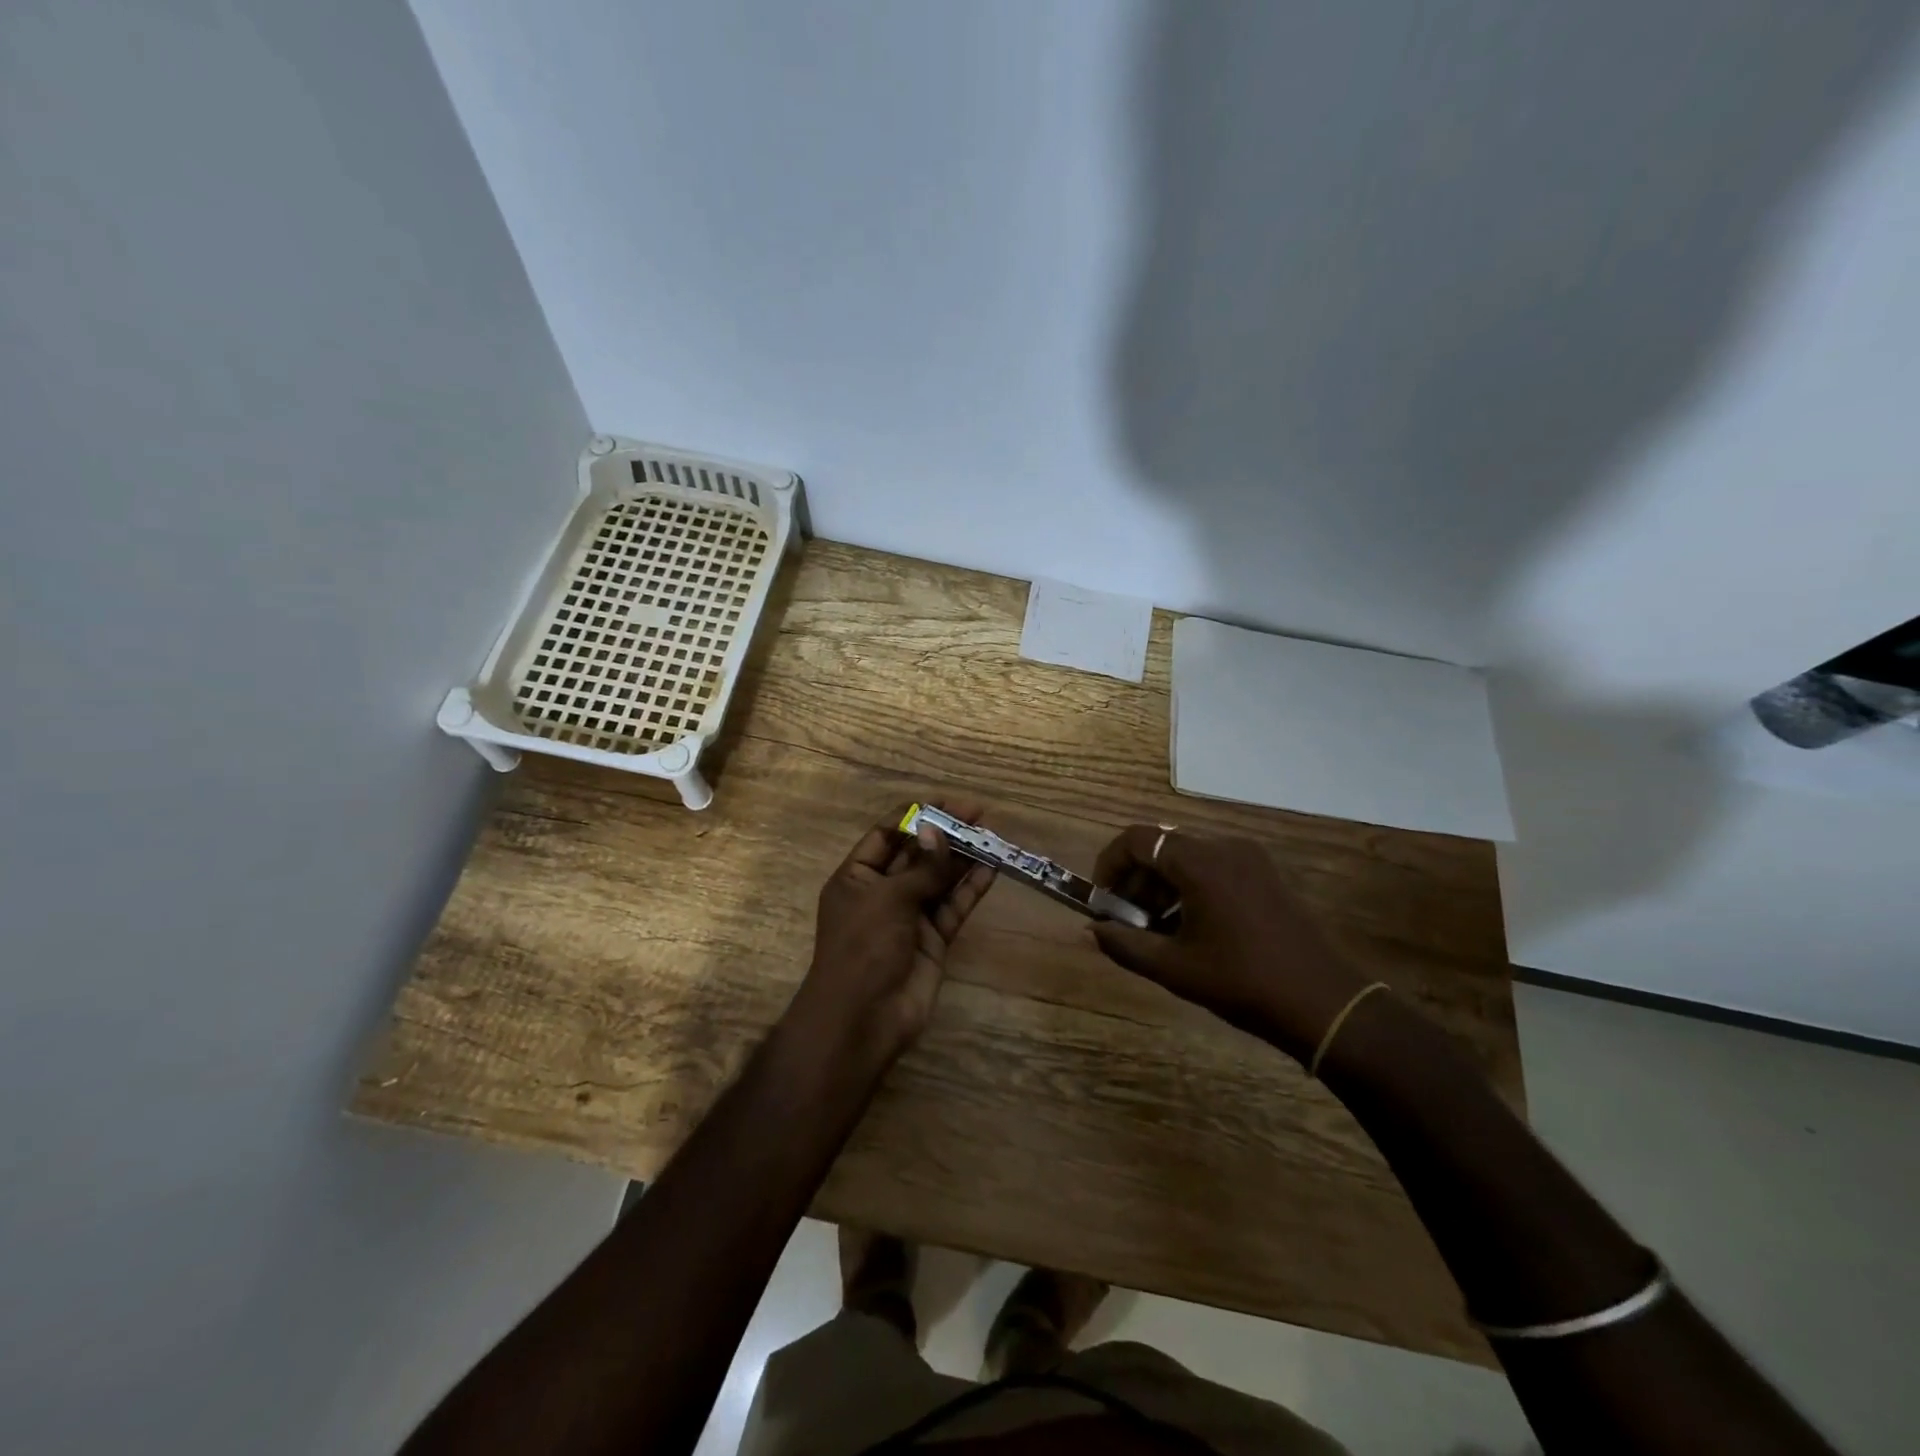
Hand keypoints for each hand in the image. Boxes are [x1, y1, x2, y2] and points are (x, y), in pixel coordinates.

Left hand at [789, 800, 996, 1063]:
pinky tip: (991, 869)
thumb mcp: (888, 898)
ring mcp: (909, 917)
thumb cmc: (863, 948)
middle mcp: (883, 893)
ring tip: (991, 836)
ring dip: (962, 858)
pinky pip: (953, 907)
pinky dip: (970, 889)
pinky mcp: (933, 940)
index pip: (887, 835)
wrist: (862, 1020)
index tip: (948, 803)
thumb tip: (938, 832)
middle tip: (979, 814)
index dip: (916, 817)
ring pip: (939, 879)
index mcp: (857, 877)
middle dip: (944, 834)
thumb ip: (921, 867)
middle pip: (917, 854)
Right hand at [1089, 827, 1367, 1063]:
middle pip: (1162, 846)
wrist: (1323, 1003)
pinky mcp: (1266, 874)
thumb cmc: (1242, 982)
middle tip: (1126, 919)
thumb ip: (1124, 944)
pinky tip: (1191, 928)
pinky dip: (1190, 887)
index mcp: (1199, 862)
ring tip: (1156, 929)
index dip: (1110, 864)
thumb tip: (1092, 930)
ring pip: (1188, 857)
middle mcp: (1224, 847)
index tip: (1102, 899)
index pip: (1137, 839)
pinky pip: (1214, 867)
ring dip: (1162, 885)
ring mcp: (1250, 859)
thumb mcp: (1174, 968)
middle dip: (1136, 879)